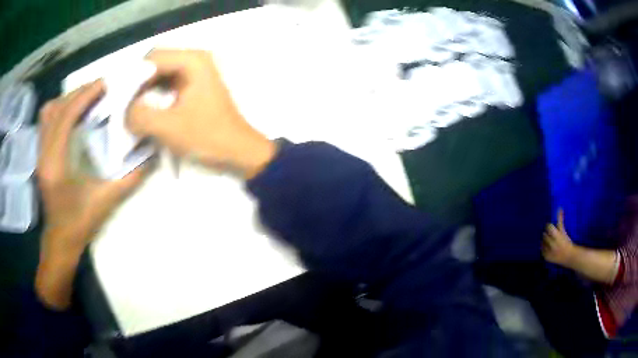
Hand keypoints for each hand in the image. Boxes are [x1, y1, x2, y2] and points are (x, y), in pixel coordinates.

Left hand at [36, 80, 147, 308]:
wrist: (60, 240)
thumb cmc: (79, 224)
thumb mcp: (105, 202)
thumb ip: (129, 178)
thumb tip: (152, 156)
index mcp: (56, 164)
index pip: (66, 116)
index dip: (84, 96)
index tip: (104, 84)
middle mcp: (43, 154)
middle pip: (56, 109)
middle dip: (78, 93)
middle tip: (99, 89)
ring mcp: (39, 154)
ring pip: (48, 113)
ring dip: (67, 100)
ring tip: (85, 99)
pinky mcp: (40, 155)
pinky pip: (45, 122)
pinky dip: (58, 110)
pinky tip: (71, 114)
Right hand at [127, 49, 275, 177]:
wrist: (240, 152)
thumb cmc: (208, 138)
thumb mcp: (168, 127)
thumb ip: (140, 115)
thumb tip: (124, 110)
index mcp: (192, 60)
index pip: (151, 57)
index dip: (132, 77)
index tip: (119, 100)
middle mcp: (194, 60)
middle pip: (154, 64)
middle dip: (136, 85)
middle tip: (122, 108)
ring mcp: (195, 73)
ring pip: (159, 75)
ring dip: (143, 92)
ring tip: (130, 113)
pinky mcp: (193, 87)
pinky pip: (166, 85)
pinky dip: (153, 97)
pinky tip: (145, 114)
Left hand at [542, 209, 576, 265]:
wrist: (569, 256)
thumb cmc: (566, 241)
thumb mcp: (563, 230)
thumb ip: (560, 220)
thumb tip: (560, 208)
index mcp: (557, 236)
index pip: (548, 227)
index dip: (549, 226)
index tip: (550, 227)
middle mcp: (552, 244)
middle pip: (544, 235)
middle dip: (547, 234)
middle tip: (550, 235)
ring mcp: (549, 251)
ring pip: (542, 242)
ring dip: (544, 241)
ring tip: (549, 241)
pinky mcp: (546, 257)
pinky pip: (542, 250)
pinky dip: (544, 248)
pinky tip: (548, 247)